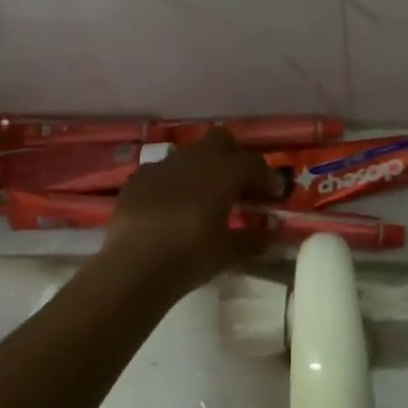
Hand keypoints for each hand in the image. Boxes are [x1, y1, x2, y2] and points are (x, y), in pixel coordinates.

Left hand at [102, 128, 283, 297]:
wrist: (133, 266)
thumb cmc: (190, 256)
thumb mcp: (230, 252)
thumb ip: (255, 238)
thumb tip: (272, 232)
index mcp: (223, 172)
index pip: (254, 163)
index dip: (267, 177)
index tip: (274, 195)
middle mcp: (194, 159)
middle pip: (221, 141)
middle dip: (235, 156)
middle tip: (242, 183)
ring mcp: (162, 166)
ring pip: (190, 153)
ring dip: (203, 167)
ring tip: (206, 195)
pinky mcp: (137, 180)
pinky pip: (163, 171)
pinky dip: (175, 182)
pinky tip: (172, 205)